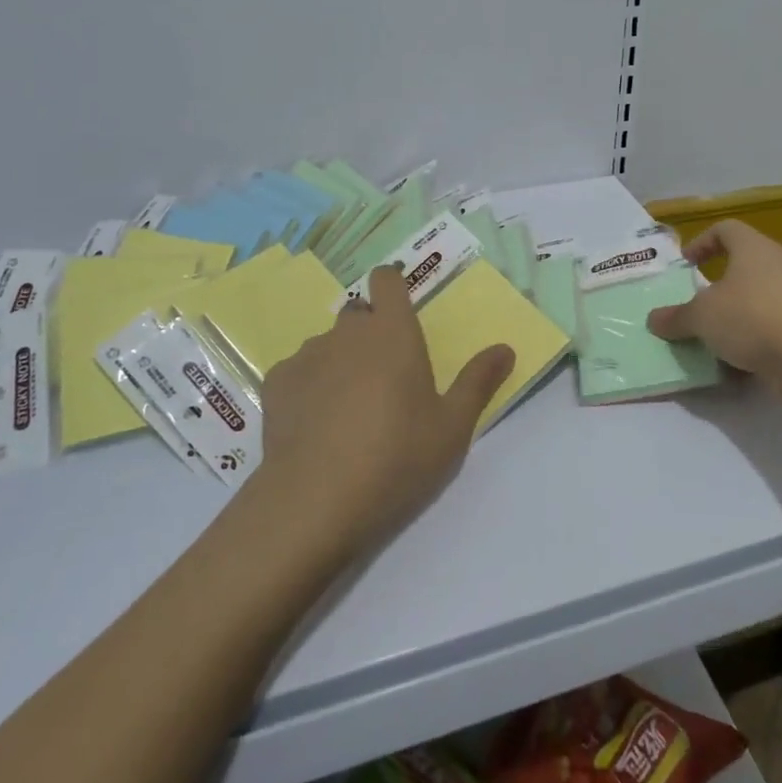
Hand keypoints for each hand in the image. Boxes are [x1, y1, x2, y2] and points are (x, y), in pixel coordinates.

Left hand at [252, 265, 514, 559]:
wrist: (313, 503)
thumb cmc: (396, 458)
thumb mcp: (452, 427)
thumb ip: (479, 382)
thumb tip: (505, 348)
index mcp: (393, 332)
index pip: (386, 279)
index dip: (393, 286)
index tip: (402, 310)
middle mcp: (347, 332)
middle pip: (358, 313)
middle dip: (371, 333)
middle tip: (387, 377)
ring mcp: (307, 356)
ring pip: (328, 344)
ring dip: (340, 361)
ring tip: (349, 409)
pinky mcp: (276, 385)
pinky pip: (299, 371)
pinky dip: (310, 386)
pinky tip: (316, 425)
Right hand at [646, 220, 781, 404]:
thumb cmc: (751, 319)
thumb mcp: (700, 317)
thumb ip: (675, 317)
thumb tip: (654, 319)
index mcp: (753, 248)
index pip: (726, 229)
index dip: (702, 243)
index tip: (685, 265)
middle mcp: (778, 265)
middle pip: (743, 265)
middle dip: (716, 286)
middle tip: (695, 304)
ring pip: (756, 298)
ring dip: (733, 316)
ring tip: (712, 338)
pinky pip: (771, 327)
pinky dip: (752, 340)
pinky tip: (736, 363)